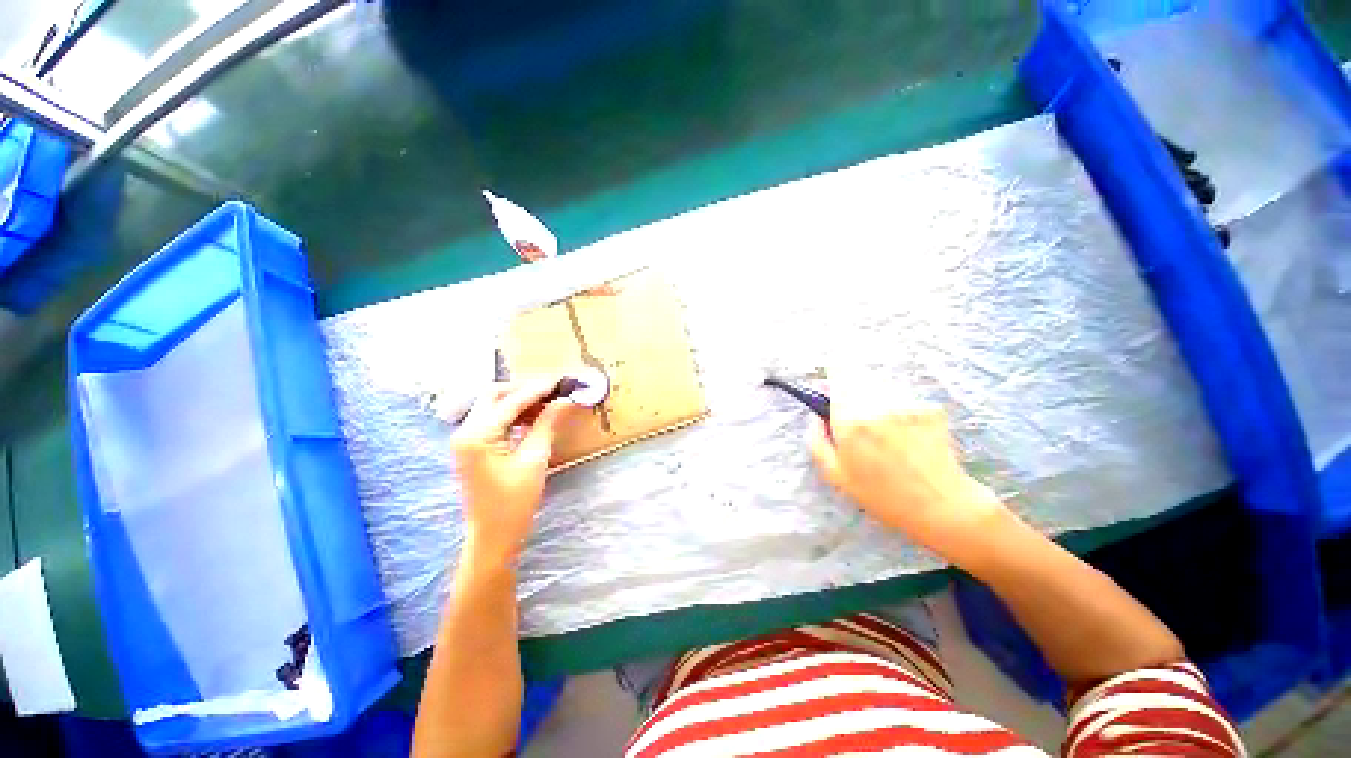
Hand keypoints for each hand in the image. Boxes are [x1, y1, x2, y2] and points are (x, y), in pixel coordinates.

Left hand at [453, 377, 576, 563]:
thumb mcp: (535, 460)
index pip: (510, 401)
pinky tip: (535, 418)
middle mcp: (465, 431)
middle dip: (525, 389)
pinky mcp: (474, 447)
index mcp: (476, 435)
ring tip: (549, 403)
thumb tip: (565, 400)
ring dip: (520, 401)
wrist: (494, 537)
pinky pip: (494, 420)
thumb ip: (547, 424)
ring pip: (493, 405)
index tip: (561, 380)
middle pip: (494, 395)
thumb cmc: (514, 502)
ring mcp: (467, 439)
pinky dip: (515, 415)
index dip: (538, 389)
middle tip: (553, 391)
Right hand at [807, 390, 1004, 557]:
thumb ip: (816, 441)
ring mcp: (907, 404)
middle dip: (852, 389)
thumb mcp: (835, 475)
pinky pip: (903, 397)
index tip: (830, 390)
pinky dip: (898, 408)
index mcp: (851, 421)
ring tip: (883, 429)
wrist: (941, 507)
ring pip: (881, 385)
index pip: (838, 372)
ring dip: (875, 398)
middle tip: (856, 415)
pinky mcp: (930, 408)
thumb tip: (815, 417)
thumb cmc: (882, 495)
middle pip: (858, 375)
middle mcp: (878, 405)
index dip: (832, 377)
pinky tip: (904, 433)